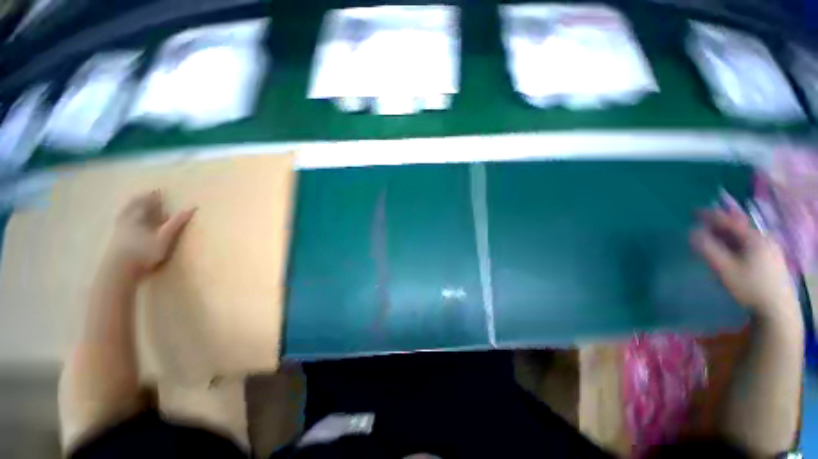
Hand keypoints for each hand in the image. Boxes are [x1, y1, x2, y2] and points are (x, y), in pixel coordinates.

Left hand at [105, 191, 195, 279]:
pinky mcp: (115, 239)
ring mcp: (120, 229)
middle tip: (146, 194)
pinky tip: (126, 220)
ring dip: (130, 207)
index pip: (146, 202)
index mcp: (139, 217)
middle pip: (133, 206)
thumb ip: (177, 222)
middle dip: (140, 199)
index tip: (159, 190)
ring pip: (125, 213)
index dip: (153, 196)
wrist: (119, 270)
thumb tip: (193, 207)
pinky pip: (120, 222)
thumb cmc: (144, 252)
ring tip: (135, 203)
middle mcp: (127, 220)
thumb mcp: (164, 238)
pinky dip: (124, 217)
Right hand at [690, 206, 797, 320]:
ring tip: (711, 237)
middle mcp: (763, 239)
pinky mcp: (770, 260)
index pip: (729, 221)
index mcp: (754, 238)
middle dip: (718, 225)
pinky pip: (748, 245)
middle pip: (737, 228)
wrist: (777, 309)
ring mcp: (769, 249)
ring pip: (743, 237)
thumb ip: (707, 249)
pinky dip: (734, 243)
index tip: (694, 211)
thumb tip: (692, 232)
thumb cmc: (749, 287)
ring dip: (726, 235)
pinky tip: (728, 250)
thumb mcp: (724, 269)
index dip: (711, 215)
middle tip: (701, 224)